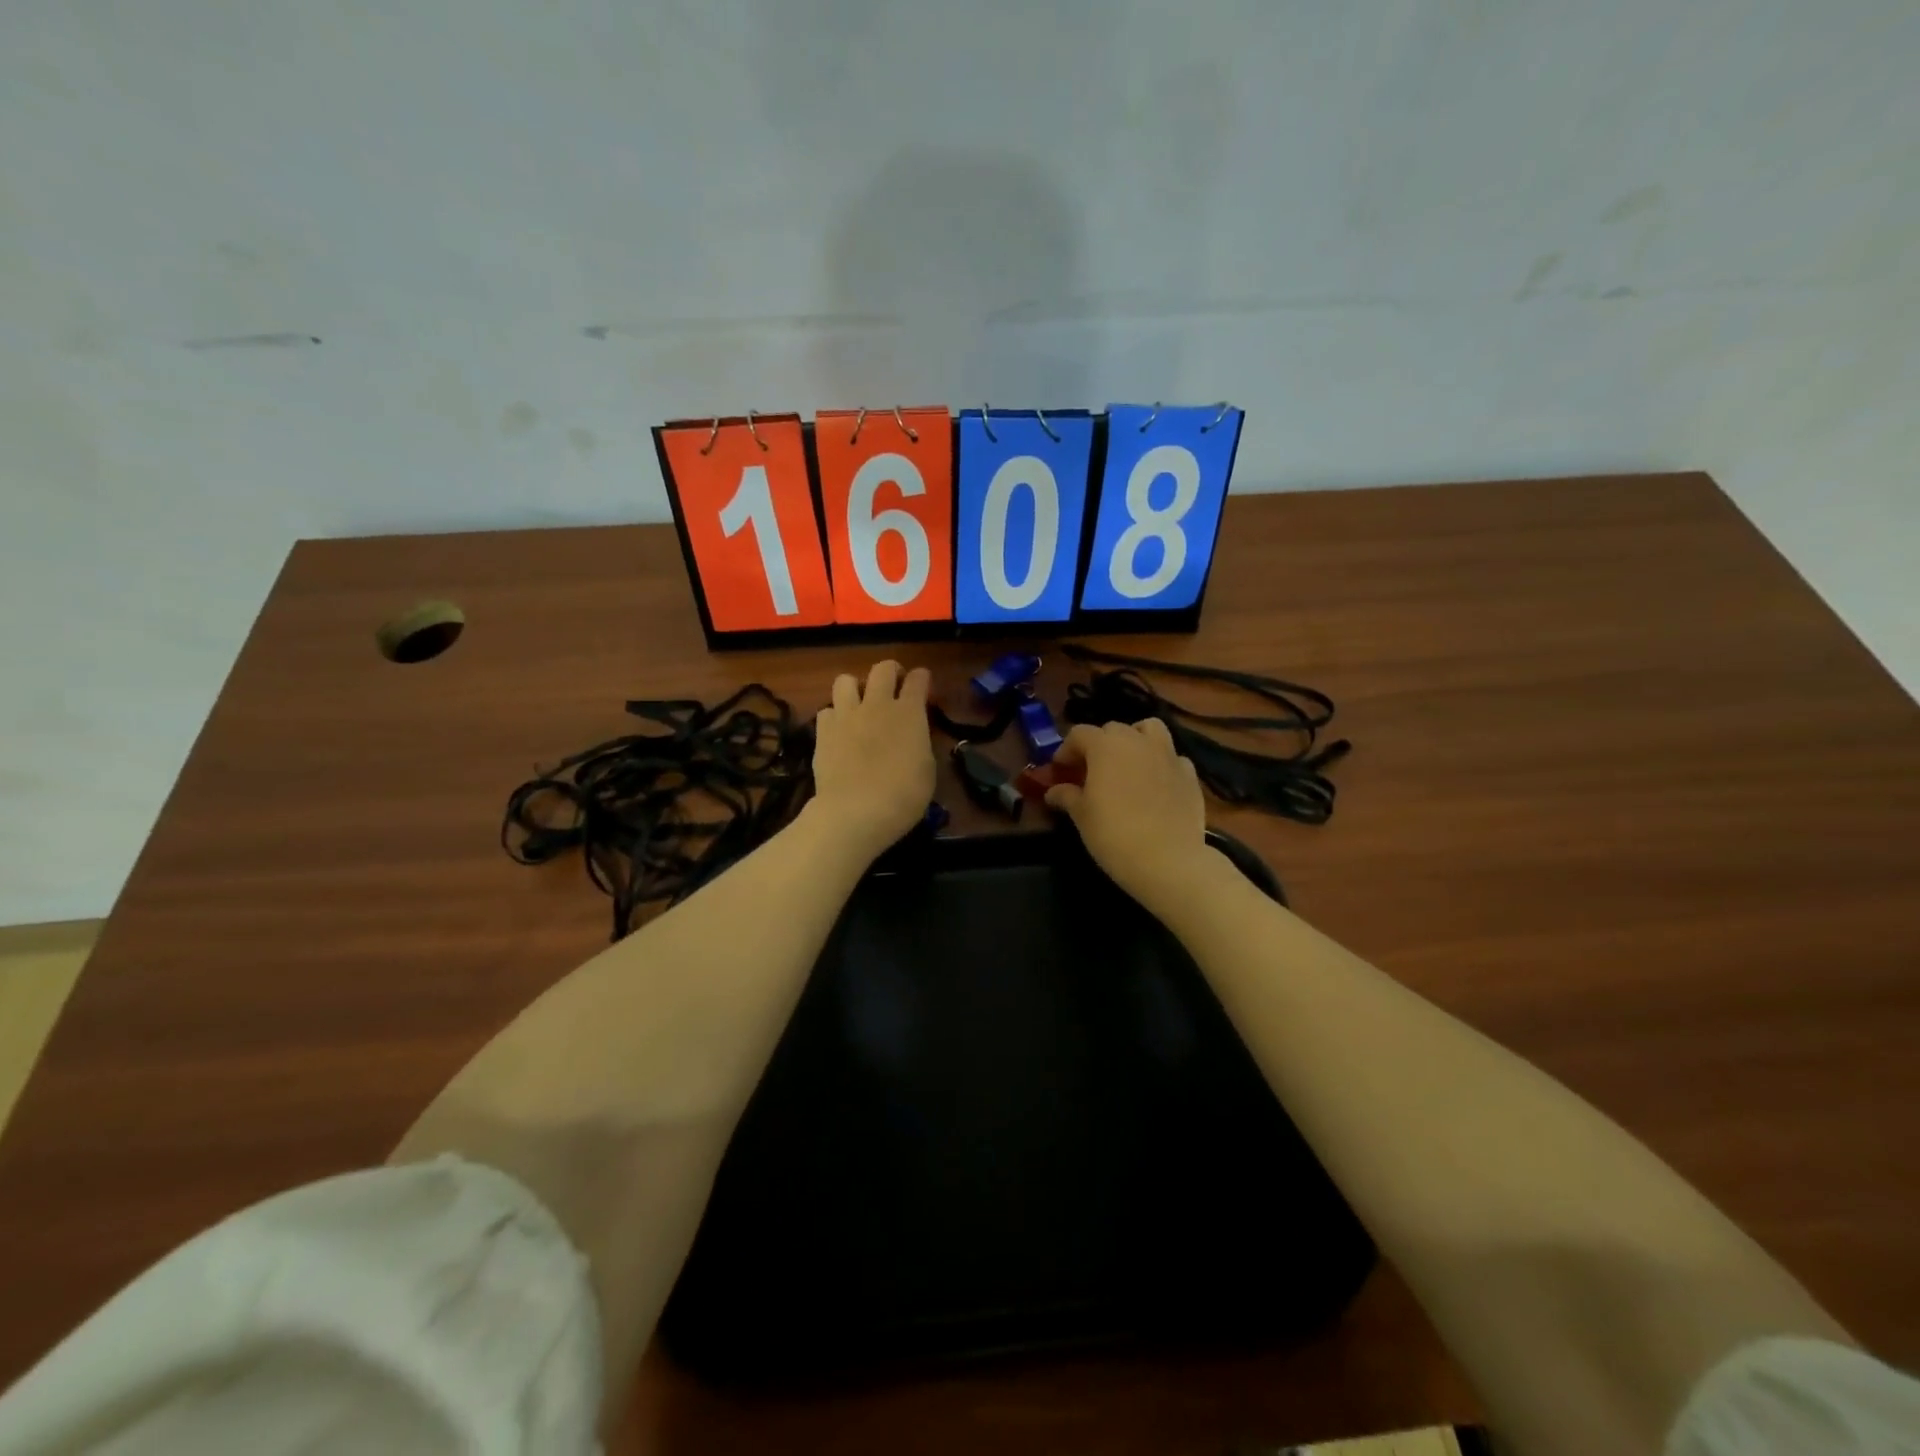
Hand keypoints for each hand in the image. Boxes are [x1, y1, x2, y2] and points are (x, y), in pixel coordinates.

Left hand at [810, 661, 935, 861]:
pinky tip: (839, 730)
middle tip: (895, 685)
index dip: (922, 678)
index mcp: (909, 713)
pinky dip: (834, 716)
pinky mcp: (823, 731)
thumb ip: (919, 744)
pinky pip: (827, 710)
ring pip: (846, 680)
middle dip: (891, 672)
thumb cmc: (903, 795)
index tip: (923, 683)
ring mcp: (846, 715)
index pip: (918, 680)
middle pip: (882, 669)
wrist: (856, 811)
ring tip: (860, 704)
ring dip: (855, 688)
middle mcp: (877, 704)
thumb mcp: (927, 770)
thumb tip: (913, 737)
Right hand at [1045, 719, 1220, 913]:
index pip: (1080, 734)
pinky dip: (1161, 764)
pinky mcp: (1190, 774)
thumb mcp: (1082, 816)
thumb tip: (1054, 791)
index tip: (1060, 770)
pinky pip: (1172, 758)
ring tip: (1127, 763)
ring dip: (1135, 740)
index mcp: (1106, 745)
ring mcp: (1168, 754)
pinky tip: (1156, 785)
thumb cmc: (1114, 834)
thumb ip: (1067, 796)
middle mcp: (1137, 740)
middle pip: (1113, 730)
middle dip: (1098, 745)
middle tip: (1091, 771)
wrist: (1168, 860)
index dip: (1066, 750)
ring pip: (1149, 730)